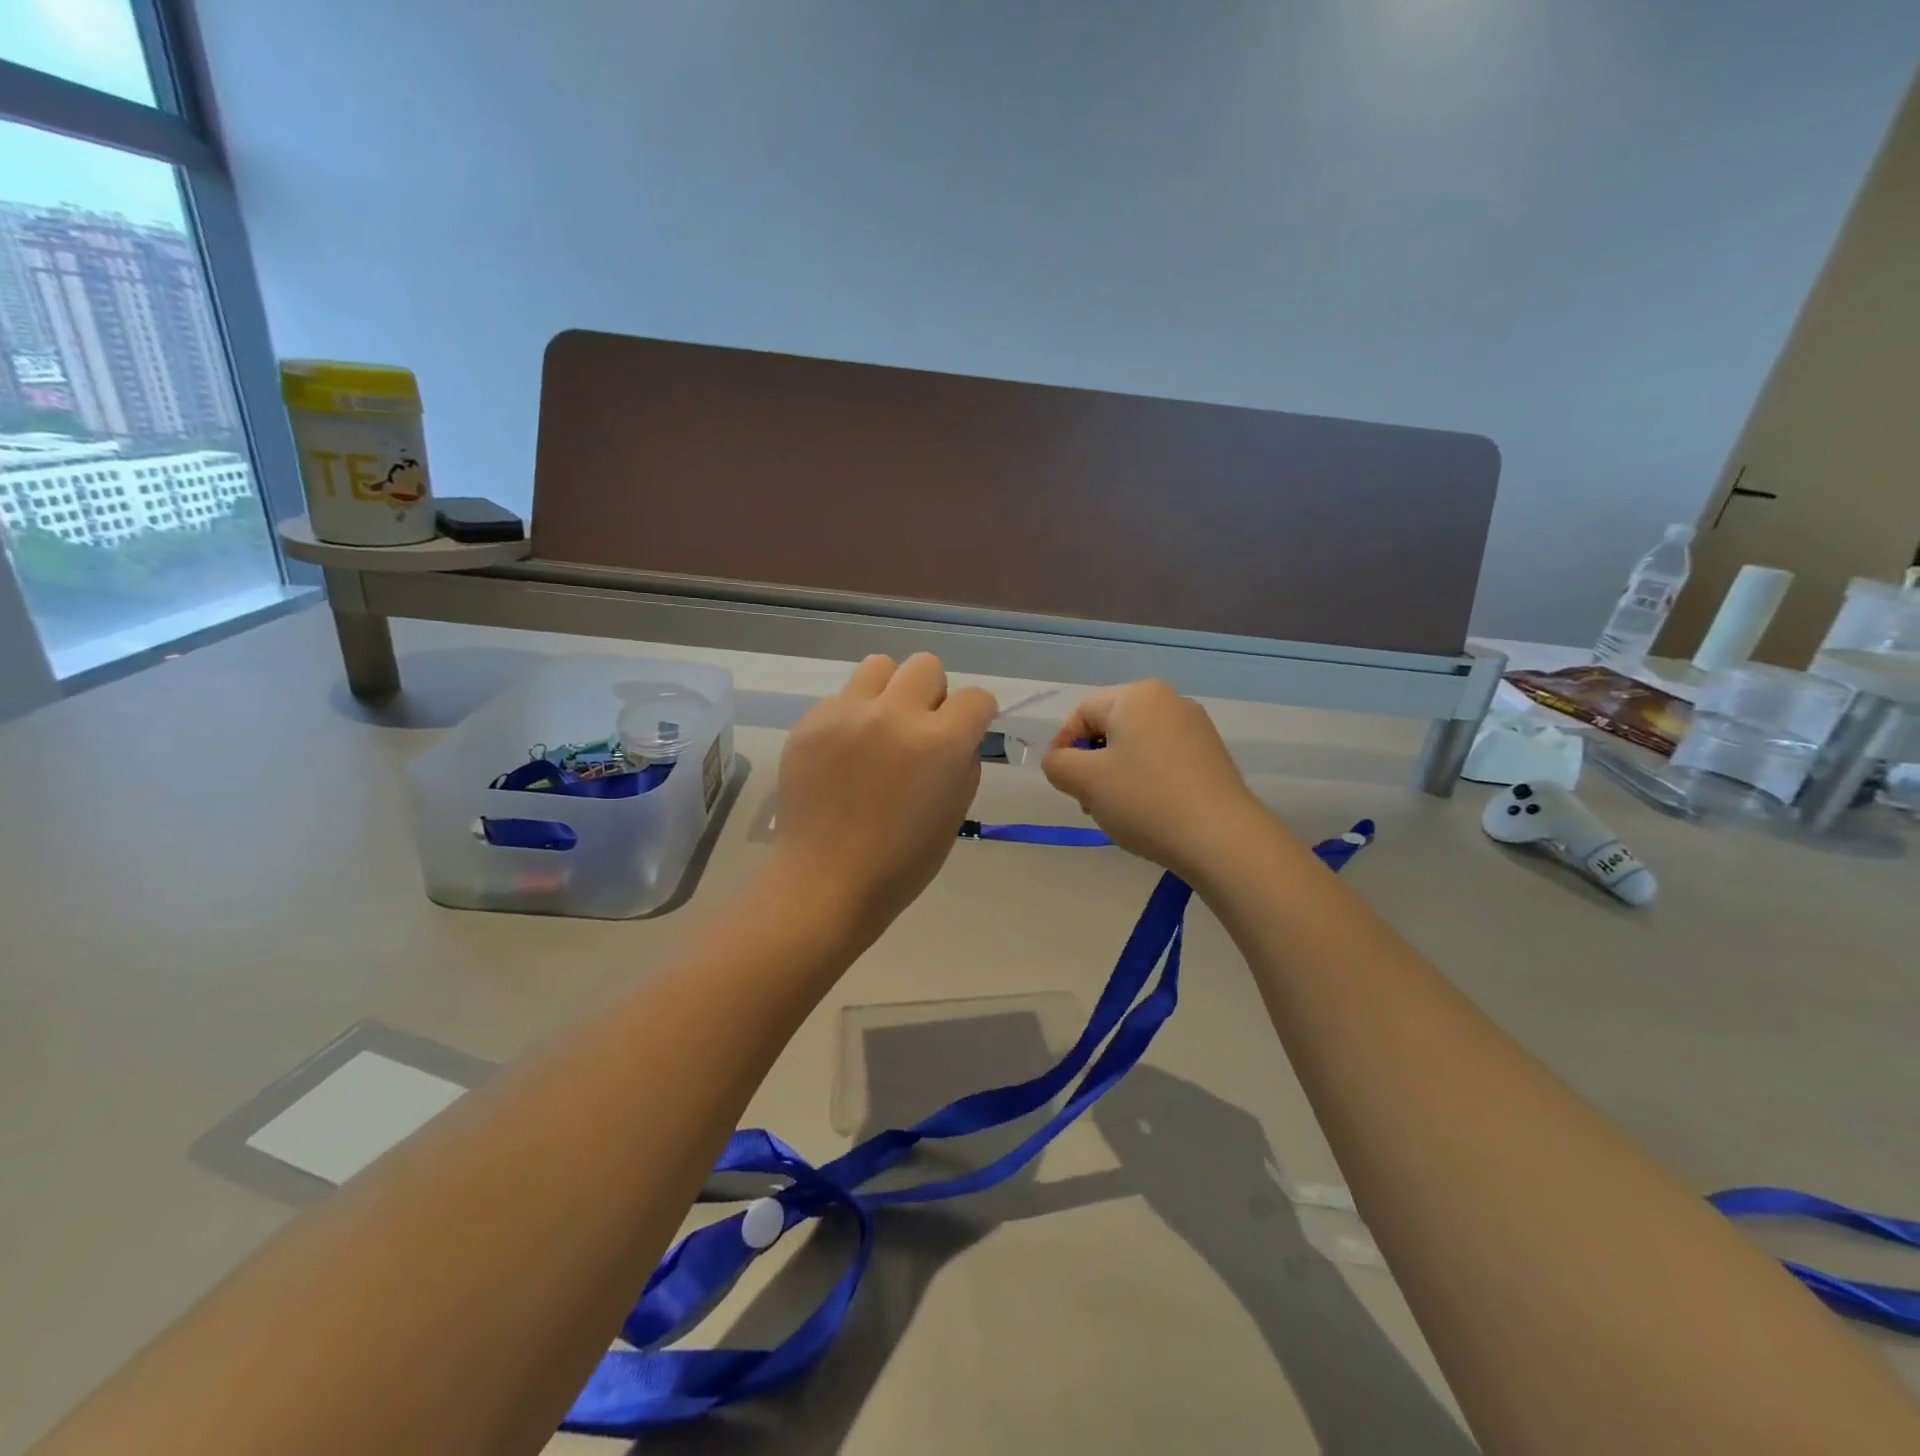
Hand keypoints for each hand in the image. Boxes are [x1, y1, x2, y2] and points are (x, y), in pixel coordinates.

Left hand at [774, 653, 997, 937]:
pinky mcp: (810, 722)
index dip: (976, 714)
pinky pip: (841, 698)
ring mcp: (847, 714)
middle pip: (926, 665)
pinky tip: (843, 755)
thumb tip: (958, 735)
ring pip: (879, 666)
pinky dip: (851, 718)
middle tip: (920, 729)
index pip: (975, 697)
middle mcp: (895, 714)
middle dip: (933, 694)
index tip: (966, 730)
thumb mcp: (955, 811)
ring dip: (890, 691)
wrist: (826, 880)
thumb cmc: (902, 860)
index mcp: (940, 742)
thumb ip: (962, 760)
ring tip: (880, 729)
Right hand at [1041, 680, 1278, 882]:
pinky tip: (1149, 812)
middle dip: (1091, 764)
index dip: (1063, 747)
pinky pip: (1162, 760)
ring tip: (1119, 812)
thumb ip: (1058, 763)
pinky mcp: (1211, 756)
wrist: (1221, 839)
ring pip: (1135, 747)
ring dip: (1116, 776)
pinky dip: (1146, 781)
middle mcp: (1169, 701)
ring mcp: (1195, 728)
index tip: (1063, 784)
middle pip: (1110, 728)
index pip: (1081, 713)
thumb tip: (1060, 761)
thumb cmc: (1145, 800)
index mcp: (1137, 696)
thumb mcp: (1085, 781)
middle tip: (1088, 802)